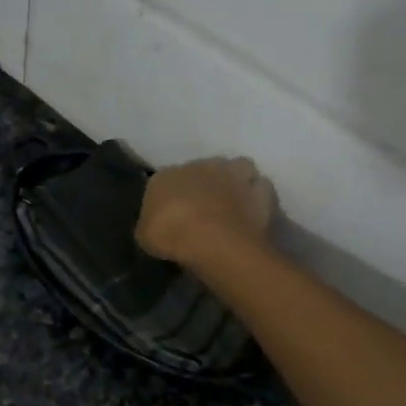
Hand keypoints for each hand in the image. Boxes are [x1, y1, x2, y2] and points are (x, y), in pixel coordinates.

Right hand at [136, 157, 275, 266]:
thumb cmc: (170, 234)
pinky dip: (258, 197)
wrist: (212, 240)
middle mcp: (199, 165)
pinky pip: (260, 188)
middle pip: (203, 171)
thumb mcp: (144, 235)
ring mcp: (233, 173)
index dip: (172, 198)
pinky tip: (253, 213)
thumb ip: (151, 224)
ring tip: (234, 204)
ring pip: (237, 168)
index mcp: (165, 175)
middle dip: (205, 186)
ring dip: (235, 182)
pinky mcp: (260, 188)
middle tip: (205, 209)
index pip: (166, 181)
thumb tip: (156, 225)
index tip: (173, 216)